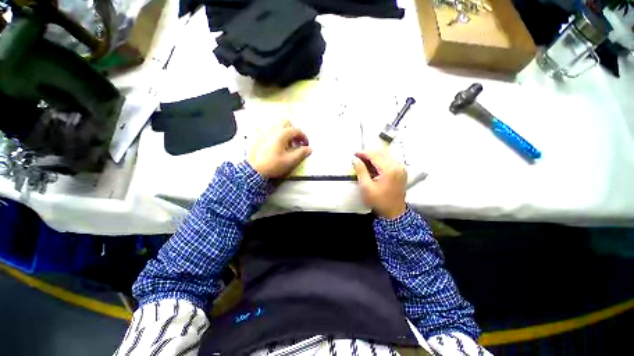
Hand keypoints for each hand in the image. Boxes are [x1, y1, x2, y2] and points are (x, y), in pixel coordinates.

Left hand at [248, 120, 311, 177]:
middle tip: (296, 141)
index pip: (296, 130)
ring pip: (277, 126)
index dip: (303, 137)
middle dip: (293, 131)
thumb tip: (309, 148)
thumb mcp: (290, 161)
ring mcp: (264, 132)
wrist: (253, 170)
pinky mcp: (258, 136)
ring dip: (285, 132)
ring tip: (286, 144)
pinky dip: (276, 134)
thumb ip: (301, 153)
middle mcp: (273, 129)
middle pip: (286, 123)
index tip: (306, 145)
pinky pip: (270, 131)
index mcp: (282, 134)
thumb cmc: (273, 164)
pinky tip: (276, 145)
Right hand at [352, 150, 406, 218]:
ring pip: (385, 155)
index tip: (354, 154)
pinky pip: (389, 160)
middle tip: (357, 157)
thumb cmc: (379, 201)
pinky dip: (380, 161)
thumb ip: (360, 170)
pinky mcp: (401, 171)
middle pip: (381, 153)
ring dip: (374, 156)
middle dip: (368, 153)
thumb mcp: (366, 187)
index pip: (375, 155)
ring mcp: (400, 168)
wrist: (394, 212)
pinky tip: (372, 166)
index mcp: (389, 170)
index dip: (363, 153)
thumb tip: (354, 159)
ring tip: (363, 161)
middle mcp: (397, 166)